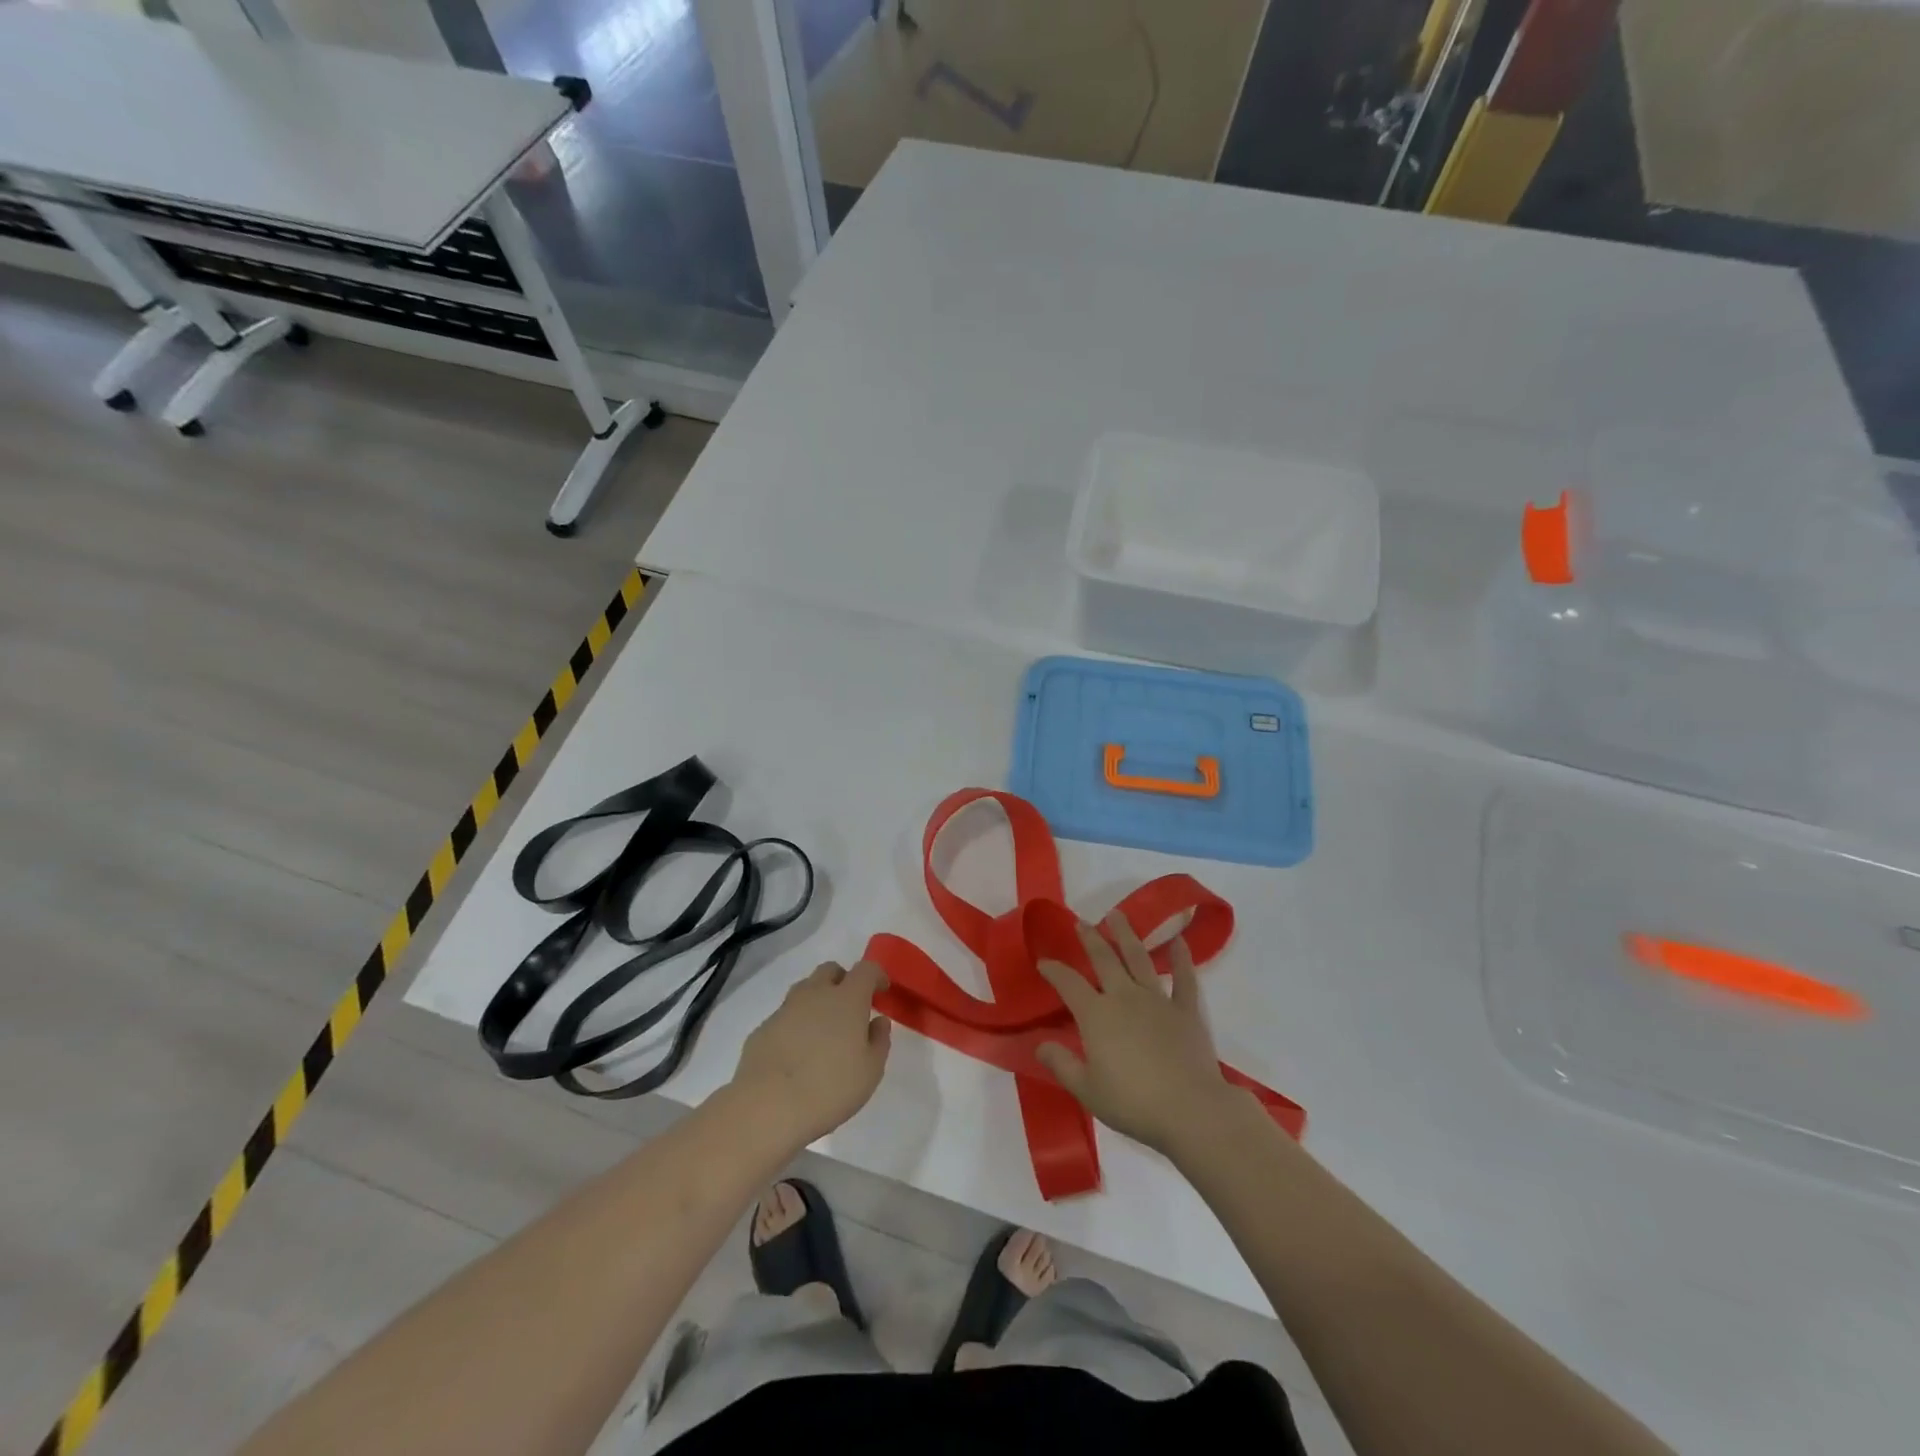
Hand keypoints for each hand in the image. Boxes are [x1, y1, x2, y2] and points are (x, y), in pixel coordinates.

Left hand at [730, 960, 892, 1146]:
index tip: (882, 991)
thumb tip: (878, 1021)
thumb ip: (879, 1040)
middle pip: (830, 970)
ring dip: (817, 1000)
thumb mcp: (870, 1071)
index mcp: (847, 998)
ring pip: (805, 989)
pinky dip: (795, 1024)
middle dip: (843, 981)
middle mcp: (816, 994)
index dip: (877, 976)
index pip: (866, 969)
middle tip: (850, 1008)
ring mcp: (785, 1009)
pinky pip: (785, 1015)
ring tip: (823, 1031)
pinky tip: (796, 1053)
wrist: (767, 1107)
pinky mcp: (762, 1028)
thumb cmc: (830, 1088)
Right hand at [1035, 914, 1242, 1156]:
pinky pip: (1184, 978)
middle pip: (1104, 960)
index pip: (1068, 984)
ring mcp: (1158, 1000)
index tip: (1043, 962)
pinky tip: (1179, 940)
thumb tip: (1040, 1043)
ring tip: (1118, 914)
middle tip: (1082, 922)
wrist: (1191, 1110)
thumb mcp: (1087, 1090)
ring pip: (1139, 959)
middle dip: (1090, 939)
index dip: (1054, 970)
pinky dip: (1181, 958)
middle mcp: (1125, 998)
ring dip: (1127, 935)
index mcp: (1096, 1015)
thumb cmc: (1133, 1103)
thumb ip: (1061, 1064)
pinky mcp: (1186, 1011)